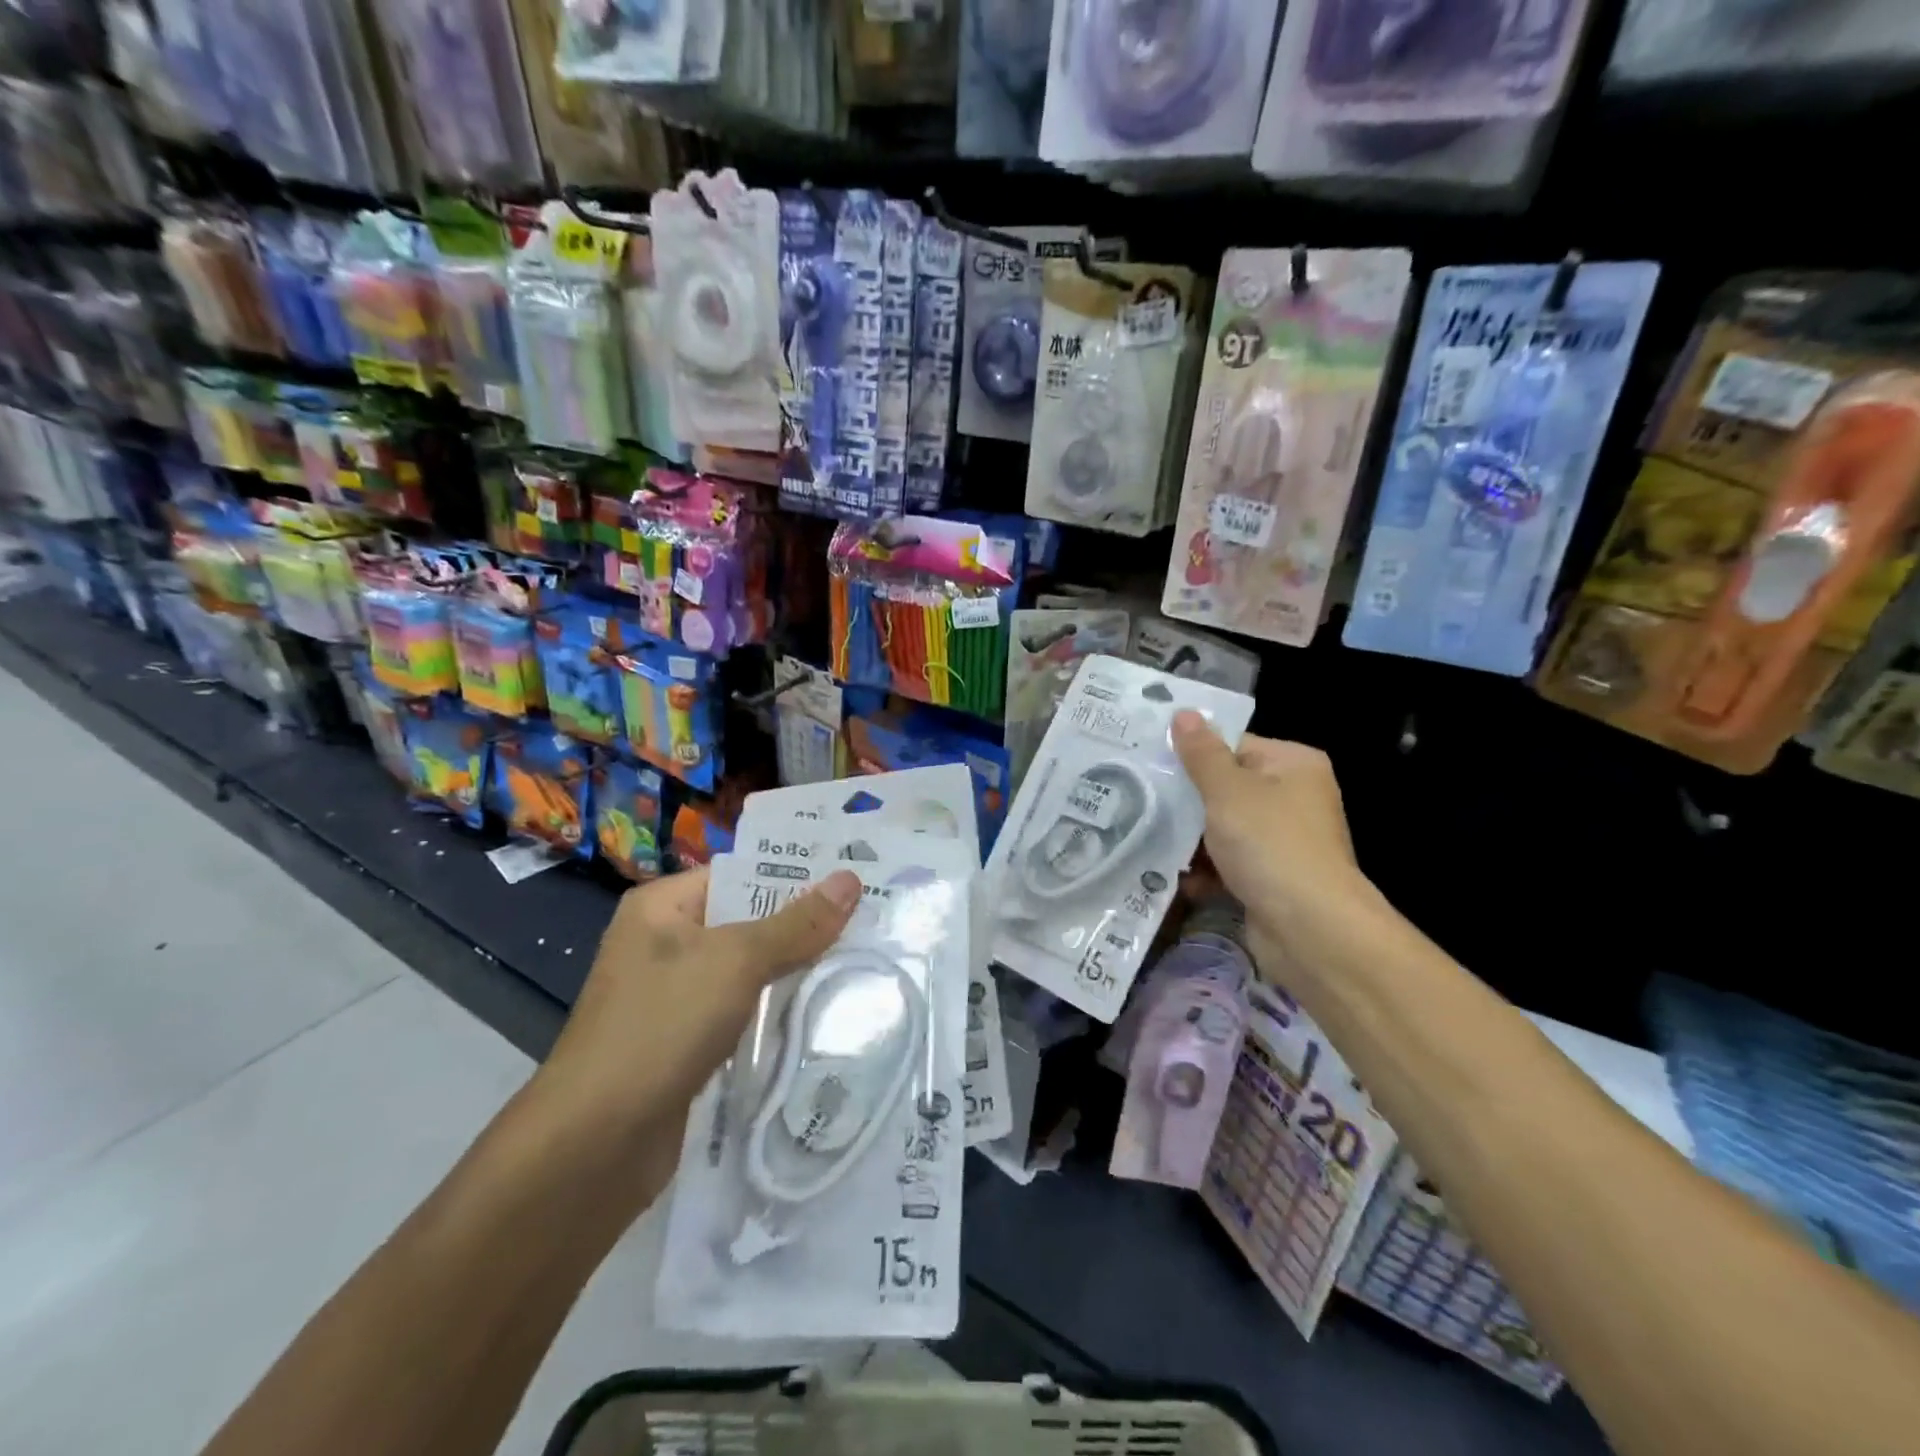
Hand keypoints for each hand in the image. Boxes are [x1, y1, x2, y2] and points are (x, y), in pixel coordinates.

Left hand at [531, 866, 862, 1140]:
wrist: (594, 1146)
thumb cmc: (661, 1027)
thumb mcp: (736, 962)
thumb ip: (796, 924)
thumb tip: (851, 879)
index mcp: (662, 908)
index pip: (739, 874)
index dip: (795, 874)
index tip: (854, 876)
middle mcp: (665, 944)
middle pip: (748, 922)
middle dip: (804, 924)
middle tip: (871, 917)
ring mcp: (674, 997)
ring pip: (749, 971)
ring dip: (795, 970)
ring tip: (863, 957)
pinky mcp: (687, 1043)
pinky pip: (742, 1013)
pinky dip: (776, 1011)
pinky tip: (825, 1011)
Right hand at [1171, 711, 1375, 971]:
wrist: (1309, 928)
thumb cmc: (1270, 844)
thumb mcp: (1228, 791)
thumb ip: (1201, 754)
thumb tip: (1184, 713)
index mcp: (1292, 765)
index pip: (1233, 746)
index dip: (1193, 755)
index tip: (1150, 763)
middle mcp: (1293, 797)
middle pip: (1226, 788)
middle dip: (1186, 800)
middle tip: (1140, 798)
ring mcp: (1283, 840)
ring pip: (1223, 828)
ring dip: (1190, 839)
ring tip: (1148, 838)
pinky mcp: (1271, 878)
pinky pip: (1229, 863)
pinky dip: (1205, 870)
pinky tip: (1175, 877)